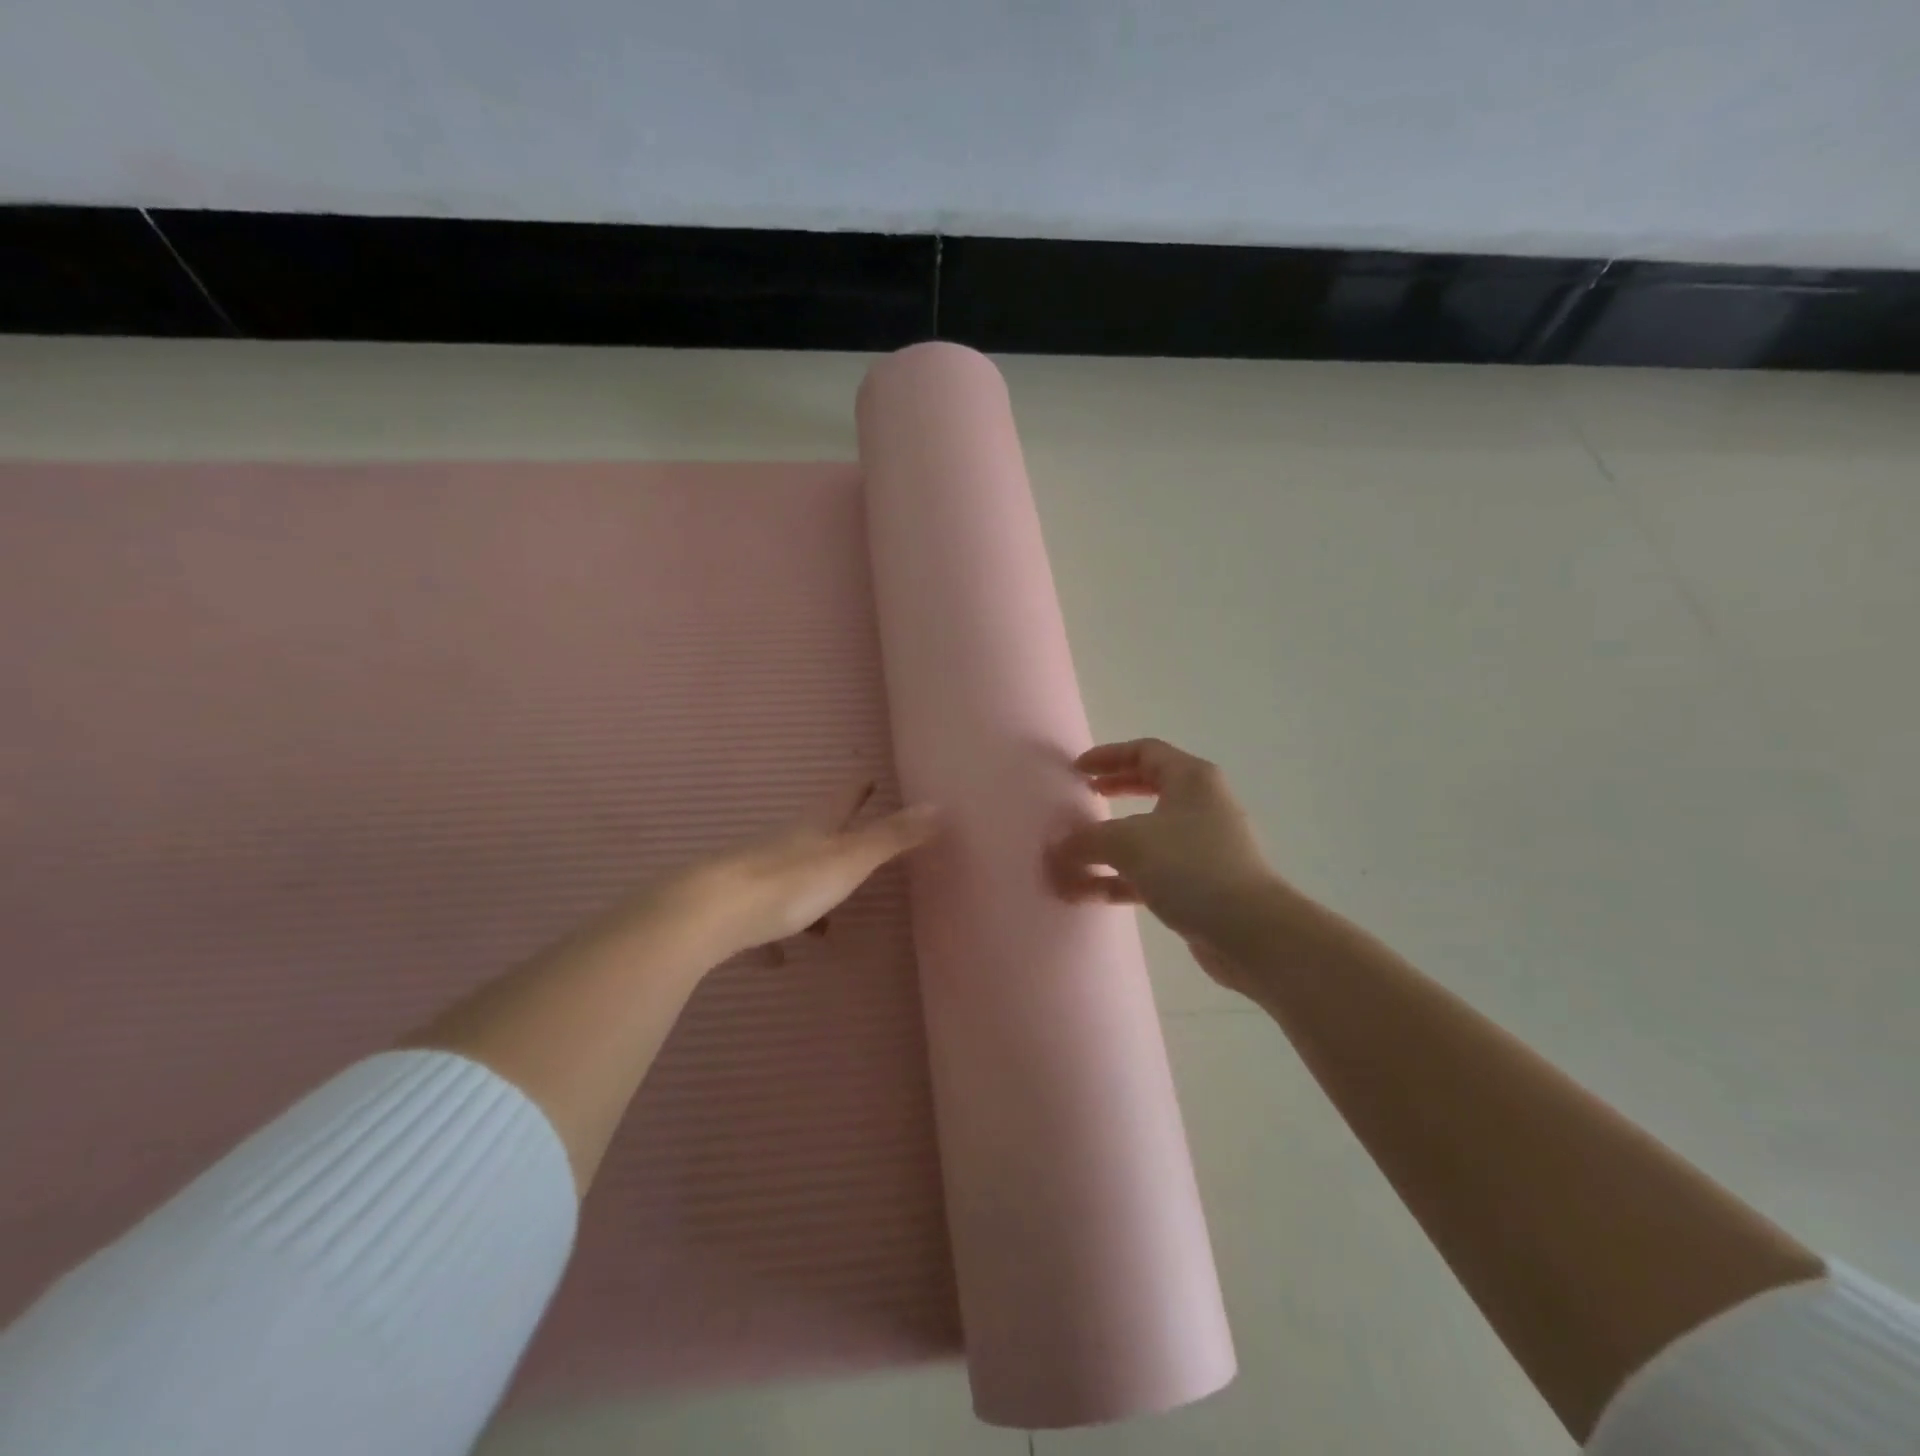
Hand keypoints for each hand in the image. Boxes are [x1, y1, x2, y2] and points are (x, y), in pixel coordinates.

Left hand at [663, 784, 940, 960]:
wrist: (706, 916)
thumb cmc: (787, 884)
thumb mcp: (849, 860)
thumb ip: (892, 837)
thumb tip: (938, 804)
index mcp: (814, 830)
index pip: (842, 799)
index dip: (858, 789)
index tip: (869, 777)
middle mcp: (784, 846)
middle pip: (813, 837)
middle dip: (835, 839)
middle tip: (857, 846)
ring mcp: (754, 876)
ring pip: (788, 879)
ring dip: (809, 894)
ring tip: (827, 924)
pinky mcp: (732, 911)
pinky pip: (760, 922)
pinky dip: (773, 936)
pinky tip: (778, 959)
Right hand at [1048, 739, 1283, 990]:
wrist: (1250, 932)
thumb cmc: (1191, 867)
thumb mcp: (1128, 843)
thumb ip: (1087, 839)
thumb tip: (1059, 846)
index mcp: (1191, 779)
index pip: (1145, 751)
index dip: (1108, 756)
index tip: (1077, 770)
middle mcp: (1201, 806)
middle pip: (1149, 787)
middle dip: (1113, 791)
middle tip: (1083, 797)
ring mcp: (1202, 847)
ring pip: (1147, 834)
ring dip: (1109, 844)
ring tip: (1074, 856)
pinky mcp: (1200, 884)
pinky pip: (1151, 871)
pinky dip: (1120, 877)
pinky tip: (1089, 893)